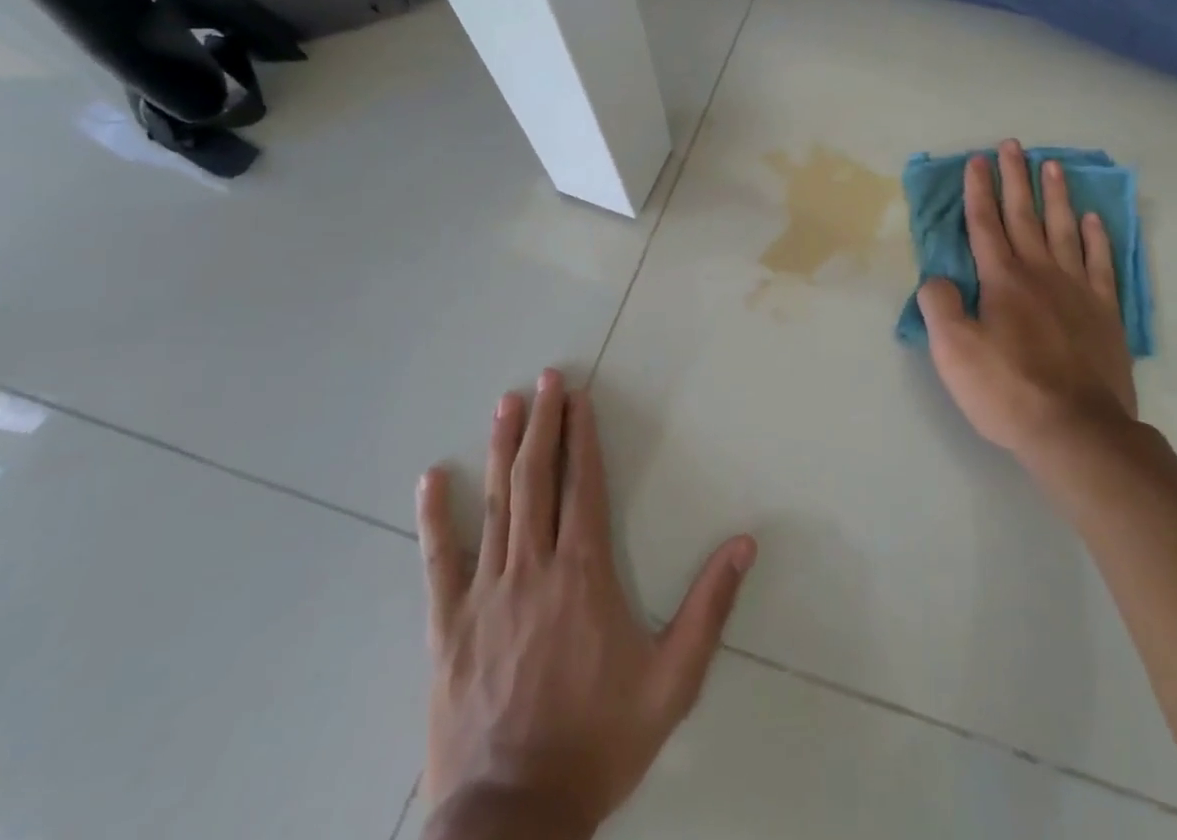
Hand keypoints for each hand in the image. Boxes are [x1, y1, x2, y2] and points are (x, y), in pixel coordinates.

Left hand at [417, 371, 756, 838]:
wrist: (511, 821)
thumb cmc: (598, 743)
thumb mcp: (672, 682)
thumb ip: (709, 608)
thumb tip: (745, 543)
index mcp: (584, 575)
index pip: (585, 486)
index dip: (582, 437)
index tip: (579, 398)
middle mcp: (534, 569)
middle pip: (538, 481)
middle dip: (543, 424)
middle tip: (545, 379)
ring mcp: (486, 595)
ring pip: (495, 505)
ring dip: (502, 450)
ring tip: (506, 404)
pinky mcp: (447, 628)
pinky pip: (439, 562)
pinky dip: (435, 517)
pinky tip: (431, 479)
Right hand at [918, 140, 1138, 464]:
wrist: (1077, 431)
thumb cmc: (1008, 390)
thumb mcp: (954, 352)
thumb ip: (941, 307)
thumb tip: (938, 279)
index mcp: (1001, 280)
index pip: (985, 224)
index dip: (978, 190)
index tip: (978, 160)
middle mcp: (1039, 273)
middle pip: (1023, 216)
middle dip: (1014, 179)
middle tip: (1013, 145)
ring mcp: (1077, 289)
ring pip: (1063, 230)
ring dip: (1055, 196)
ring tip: (1051, 166)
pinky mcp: (1105, 312)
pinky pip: (1100, 264)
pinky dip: (1095, 238)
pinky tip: (1093, 219)